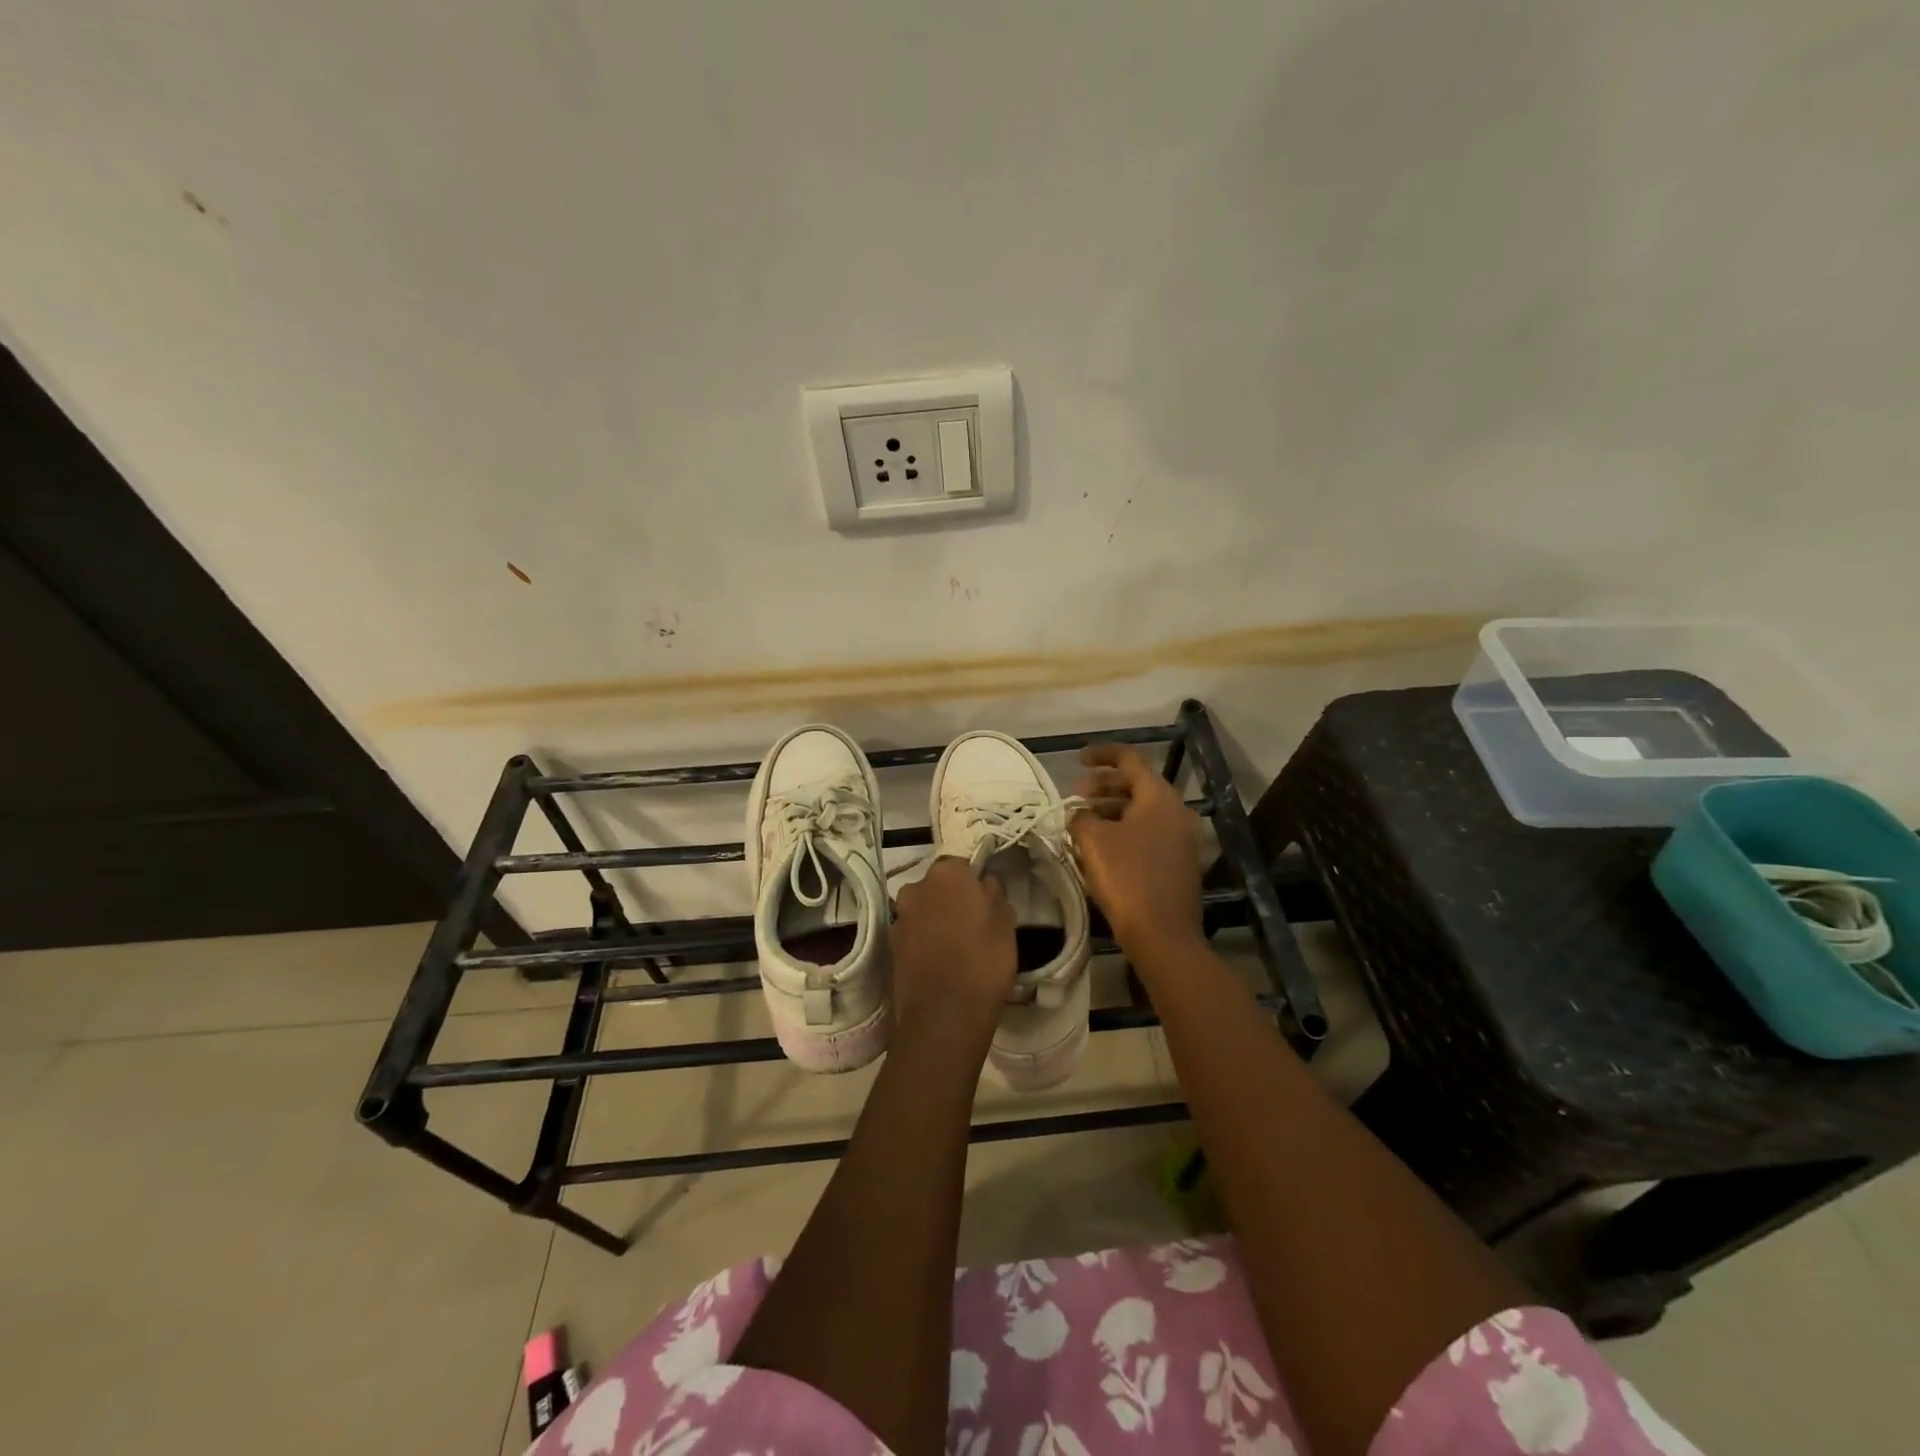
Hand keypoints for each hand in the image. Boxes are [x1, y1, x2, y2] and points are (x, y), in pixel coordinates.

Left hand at [890, 857, 1016, 1050]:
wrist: (944, 1016)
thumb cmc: (983, 961)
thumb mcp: (1005, 923)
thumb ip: (994, 893)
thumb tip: (985, 881)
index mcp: (946, 874)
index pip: (962, 865)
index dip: (974, 882)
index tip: (986, 901)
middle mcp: (915, 887)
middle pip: (938, 886)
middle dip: (952, 899)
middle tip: (974, 923)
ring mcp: (899, 917)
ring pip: (924, 910)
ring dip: (936, 920)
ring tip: (957, 946)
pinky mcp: (891, 946)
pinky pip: (914, 934)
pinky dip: (925, 942)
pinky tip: (941, 962)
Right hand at [1070, 743, 1204, 958]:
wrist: (1164, 935)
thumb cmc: (1127, 879)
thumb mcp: (1093, 841)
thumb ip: (1081, 817)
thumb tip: (1079, 814)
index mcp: (1159, 797)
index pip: (1129, 759)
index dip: (1101, 754)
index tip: (1077, 760)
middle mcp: (1177, 811)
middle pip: (1137, 784)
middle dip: (1104, 785)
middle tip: (1076, 795)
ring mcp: (1183, 838)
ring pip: (1143, 810)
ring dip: (1112, 810)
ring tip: (1084, 822)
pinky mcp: (1181, 862)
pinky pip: (1149, 832)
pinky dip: (1126, 830)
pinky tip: (1103, 846)